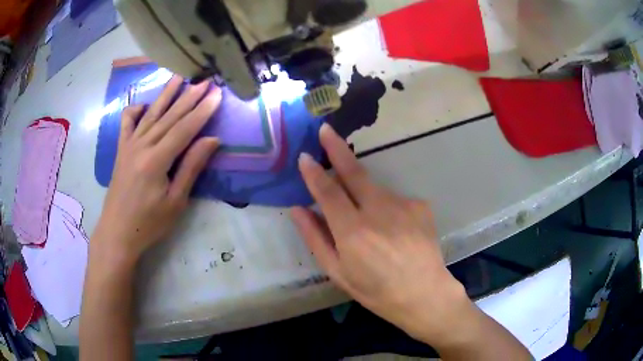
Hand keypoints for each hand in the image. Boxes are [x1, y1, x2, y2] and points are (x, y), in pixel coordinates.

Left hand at [92, 76, 221, 265]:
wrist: (117, 232)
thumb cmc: (149, 223)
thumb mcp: (175, 201)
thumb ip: (191, 167)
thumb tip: (212, 140)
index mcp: (156, 160)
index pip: (184, 128)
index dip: (202, 110)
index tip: (217, 94)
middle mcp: (141, 146)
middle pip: (169, 116)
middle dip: (189, 97)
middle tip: (205, 80)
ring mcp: (129, 145)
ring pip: (151, 114)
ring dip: (166, 94)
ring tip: (179, 77)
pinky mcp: (121, 149)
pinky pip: (127, 123)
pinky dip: (135, 110)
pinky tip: (145, 105)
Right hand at [291, 124, 471, 346]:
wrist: (424, 294)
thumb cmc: (376, 290)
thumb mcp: (338, 272)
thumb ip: (316, 238)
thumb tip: (298, 209)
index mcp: (353, 231)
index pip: (328, 191)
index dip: (314, 172)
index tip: (305, 156)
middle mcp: (378, 211)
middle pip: (354, 172)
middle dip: (337, 149)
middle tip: (326, 130)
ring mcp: (403, 204)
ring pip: (375, 190)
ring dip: (366, 198)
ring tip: (376, 233)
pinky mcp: (420, 205)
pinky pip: (395, 201)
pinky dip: (388, 211)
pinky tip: (395, 233)